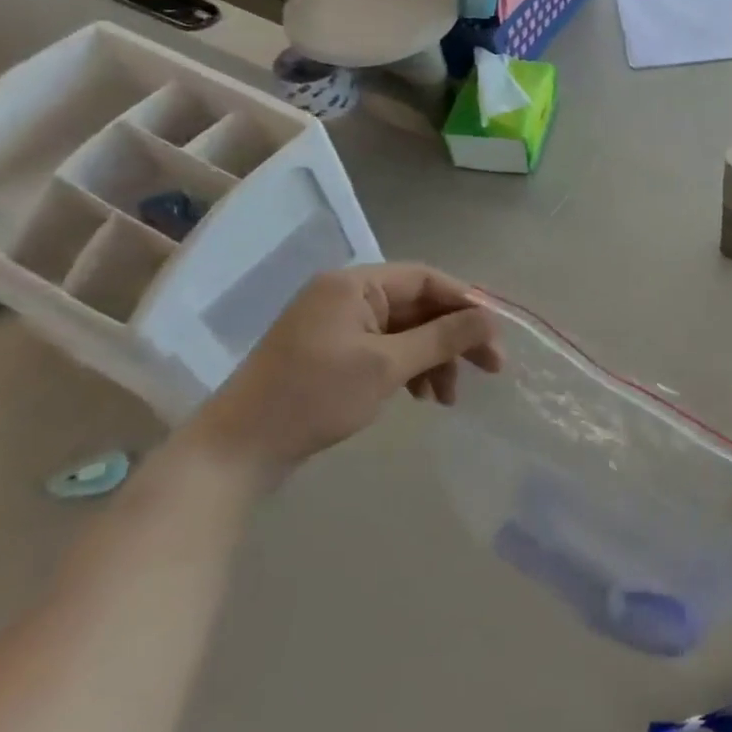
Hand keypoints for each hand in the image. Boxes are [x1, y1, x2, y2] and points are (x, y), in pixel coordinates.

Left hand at [189, 264, 501, 481]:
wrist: (235, 452)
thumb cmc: (313, 398)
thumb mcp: (386, 366)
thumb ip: (442, 337)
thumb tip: (490, 319)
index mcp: (354, 285)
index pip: (426, 279)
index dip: (466, 303)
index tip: (495, 336)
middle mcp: (346, 295)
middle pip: (419, 305)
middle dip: (454, 337)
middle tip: (490, 369)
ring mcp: (337, 325)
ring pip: (406, 330)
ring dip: (434, 358)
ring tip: (448, 397)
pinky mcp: (332, 353)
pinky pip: (386, 348)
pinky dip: (410, 368)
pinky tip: (422, 395)